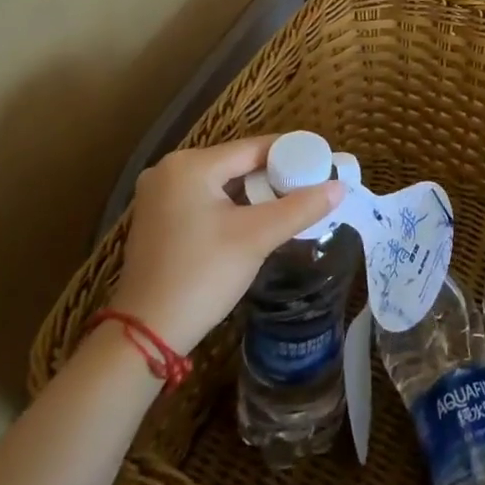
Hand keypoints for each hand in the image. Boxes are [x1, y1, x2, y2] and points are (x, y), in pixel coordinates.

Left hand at [105, 136, 344, 354]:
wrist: (144, 336)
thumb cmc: (201, 276)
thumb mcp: (256, 238)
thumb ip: (299, 208)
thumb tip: (339, 187)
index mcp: (190, 164)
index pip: (253, 148)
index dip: (291, 154)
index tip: (320, 162)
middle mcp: (169, 170)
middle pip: (236, 163)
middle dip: (273, 176)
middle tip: (308, 187)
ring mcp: (158, 195)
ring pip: (220, 183)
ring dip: (252, 193)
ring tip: (288, 204)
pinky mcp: (155, 219)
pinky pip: (203, 199)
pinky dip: (230, 206)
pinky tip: (252, 221)